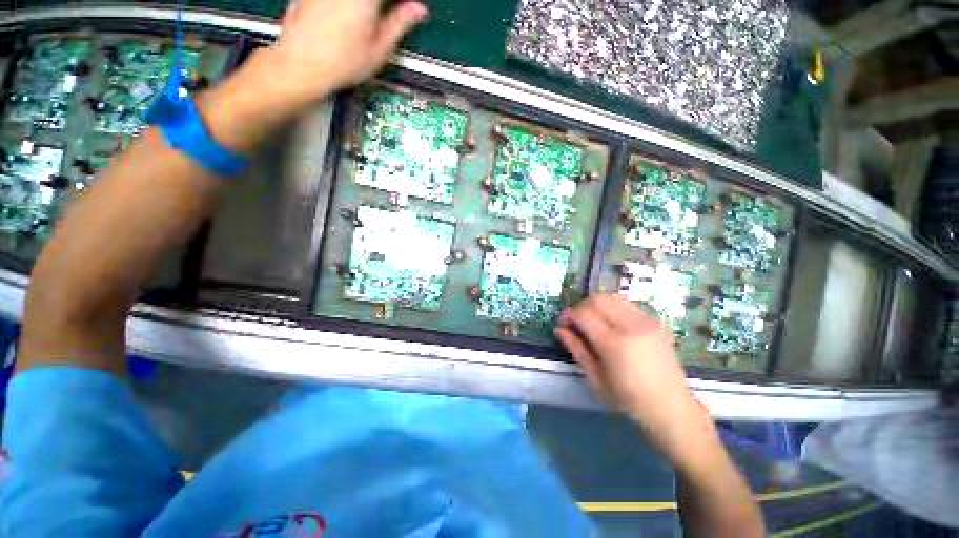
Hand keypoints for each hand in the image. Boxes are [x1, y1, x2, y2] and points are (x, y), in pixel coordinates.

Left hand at [270, 0, 428, 105]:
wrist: (301, 64)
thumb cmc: (342, 62)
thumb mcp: (380, 49)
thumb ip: (400, 23)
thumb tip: (419, 10)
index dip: (403, 4)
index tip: (408, 9)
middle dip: (384, 7)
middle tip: (391, 16)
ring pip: (358, 0)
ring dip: (369, 9)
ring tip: (370, 24)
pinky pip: (340, 0)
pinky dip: (352, 8)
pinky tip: (349, 22)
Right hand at [555, 294, 713, 463]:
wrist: (672, 407)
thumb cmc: (629, 399)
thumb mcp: (596, 377)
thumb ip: (576, 349)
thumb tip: (559, 329)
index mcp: (615, 344)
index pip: (584, 314)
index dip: (568, 315)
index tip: (562, 323)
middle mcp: (632, 326)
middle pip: (597, 299)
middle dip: (581, 307)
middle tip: (576, 322)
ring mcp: (647, 321)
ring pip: (612, 297)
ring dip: (596, 304)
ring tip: (592, 321)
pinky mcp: (655, 321)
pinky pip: (626, 304)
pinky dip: (612, 308)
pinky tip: (611, 323)